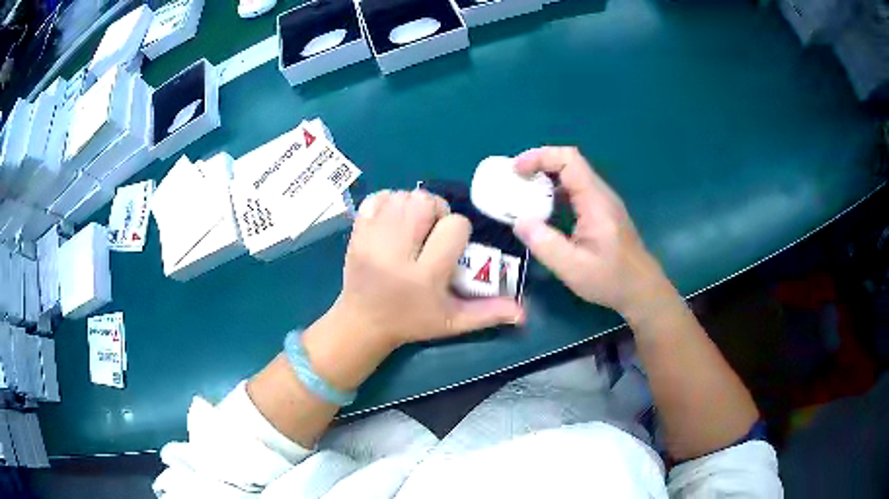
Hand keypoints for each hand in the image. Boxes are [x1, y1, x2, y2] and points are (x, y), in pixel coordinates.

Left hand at [334, 189, 524, 350]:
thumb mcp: (453, 322)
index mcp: (424, 277)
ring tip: (415, 224)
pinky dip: (390, 202)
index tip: (452, 245)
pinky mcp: (356, 235)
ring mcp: (371, 242)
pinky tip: (395, 219)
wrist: (363, 323)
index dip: (459, 231)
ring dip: (414, 205)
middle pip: (424, 203)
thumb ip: (488, 313)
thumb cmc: (412, 322)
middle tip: (434, 228)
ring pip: (402, 197)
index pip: (454, 227)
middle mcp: (395, 255)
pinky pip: (377, 198)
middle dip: (437, 210)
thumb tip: (524, 312)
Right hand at [512, 147, 669, 317]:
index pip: (569, 160)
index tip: (516, 170)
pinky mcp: (601, 212)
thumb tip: (519, 221)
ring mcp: (602, 202)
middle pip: (569, 163)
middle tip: (514, 181)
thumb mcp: (574, 269)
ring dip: (545, 178)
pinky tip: (542, 211)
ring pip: (572, 176)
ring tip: (522, 193)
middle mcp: (600, 194)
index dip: (540, 157)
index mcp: (596, 201)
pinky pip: (575, 191)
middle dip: (538, 165)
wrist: (641, 289)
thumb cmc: (611, 280)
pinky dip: (554, 192)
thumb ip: (545, 244)